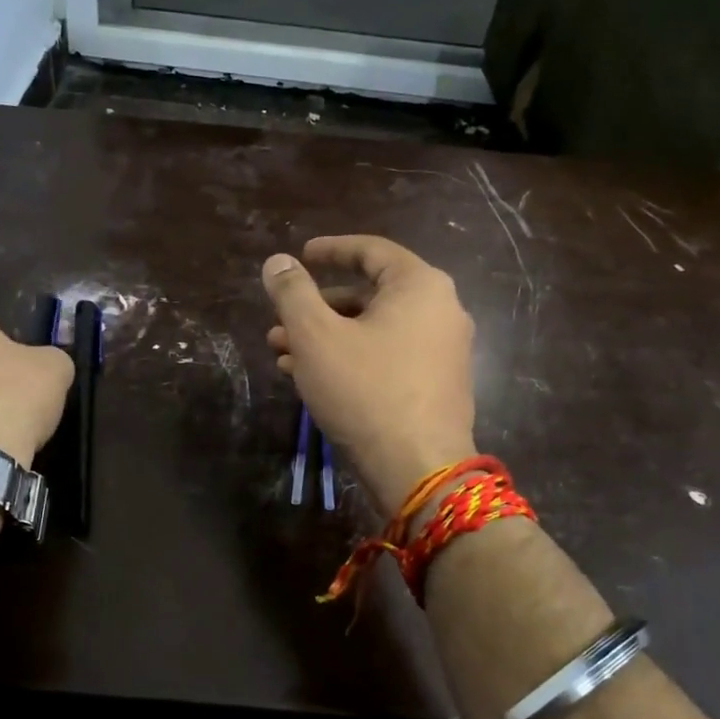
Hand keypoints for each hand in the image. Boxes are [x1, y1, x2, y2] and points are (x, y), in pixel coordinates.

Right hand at [262, 236, 476, 516]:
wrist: (418, 468)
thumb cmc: (365, 390)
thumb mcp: (315, 336)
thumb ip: (292, 293)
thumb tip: (276, 261)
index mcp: (420, 286)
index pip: (371, 251)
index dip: (331, 250)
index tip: (302, 255)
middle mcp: (441, 311)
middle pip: (370, 295)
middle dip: (318, 307)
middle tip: (280, 320)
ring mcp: (443, 351)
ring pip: (374, 330)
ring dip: (327, 337)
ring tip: (282, 354)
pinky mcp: (437, 385)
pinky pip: (388, 357)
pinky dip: (350, 358)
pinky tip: (309, 378)